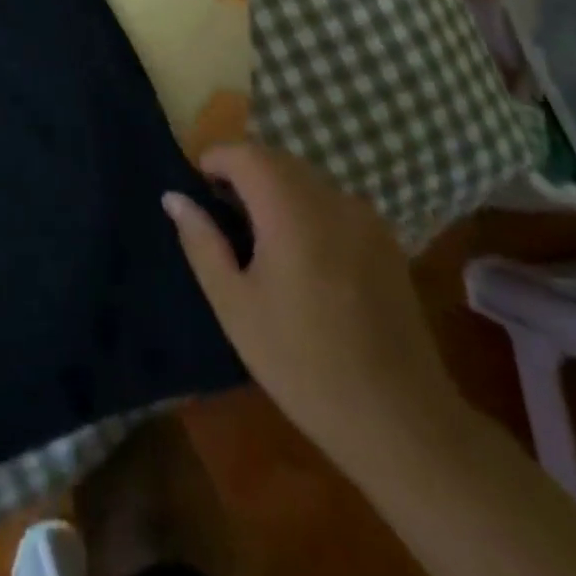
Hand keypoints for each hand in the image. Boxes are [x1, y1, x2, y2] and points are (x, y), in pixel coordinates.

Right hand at [163, 143, 467, 473]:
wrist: (401, 421)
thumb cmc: (302, 363)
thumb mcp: (235, 306)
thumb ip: (202, 242)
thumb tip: (175, 197)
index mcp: (290, 210)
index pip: (244, 153)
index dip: (214, 161)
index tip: (197, 191)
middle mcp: (331, 199)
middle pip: (276, 159)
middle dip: (243, 173)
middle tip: (221, 215)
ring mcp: (364, 217)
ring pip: (306, 178)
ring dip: (275, 189)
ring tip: (259, 238)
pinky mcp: (386, 240)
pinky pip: (333, 202)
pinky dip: (307, 207)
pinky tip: (303, 257)